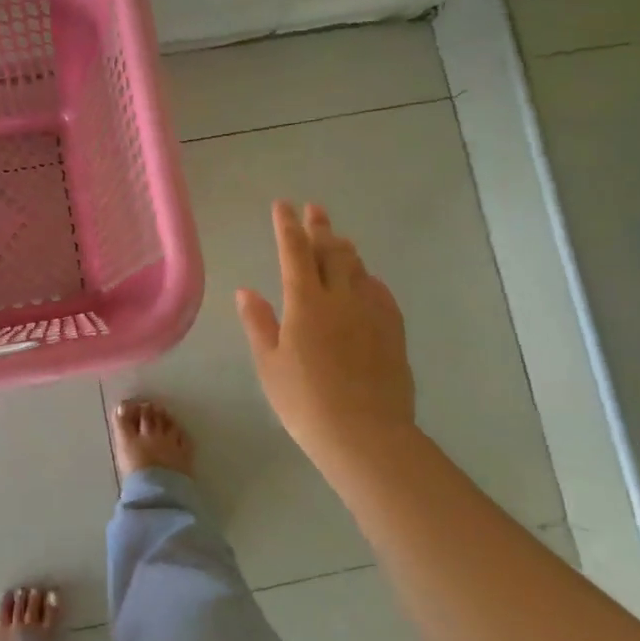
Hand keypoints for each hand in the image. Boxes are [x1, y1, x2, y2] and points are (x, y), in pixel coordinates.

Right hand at [236, 201, 415, 462]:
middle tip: (315, 209)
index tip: (283, 205)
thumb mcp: (270, 365)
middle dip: (320, 228)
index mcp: (306, 302)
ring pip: (358, 269)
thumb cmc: (305, 402)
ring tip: (339, 239)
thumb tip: (246, 291)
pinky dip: (369, 280)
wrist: (365, 435)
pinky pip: (380, 293)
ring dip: (345, 250)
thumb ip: (259, 323)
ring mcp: (372, 313)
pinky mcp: (393, 331)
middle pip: (331, 252)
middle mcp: (341, 298)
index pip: (295, 252)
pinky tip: (367, 282)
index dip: (287, 226)